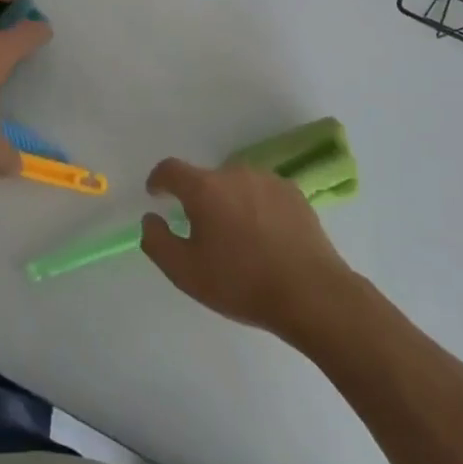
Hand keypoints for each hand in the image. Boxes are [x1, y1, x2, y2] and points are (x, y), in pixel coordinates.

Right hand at [139, 159, 355, 341]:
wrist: (311, 294)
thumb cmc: (241, 283)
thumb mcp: (185, 272)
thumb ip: (157, 241)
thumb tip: (151, 219)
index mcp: (205, 188)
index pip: (170, 169)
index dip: (158, 180)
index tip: (156, 195)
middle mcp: (235, 172)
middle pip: (206, 179)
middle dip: (198, 200)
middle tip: (203, 233)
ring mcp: (267, 179)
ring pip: (236, 185)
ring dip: (229, 202)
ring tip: (237, 238)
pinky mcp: (293, 192)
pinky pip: (262, 193)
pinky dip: (256, 207)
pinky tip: (265, 237)